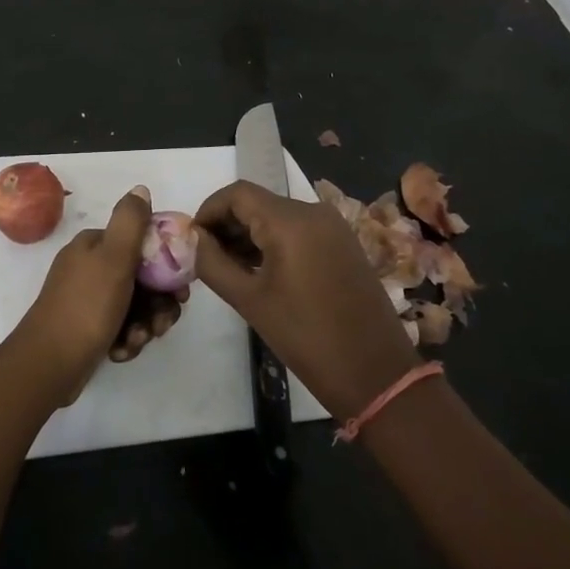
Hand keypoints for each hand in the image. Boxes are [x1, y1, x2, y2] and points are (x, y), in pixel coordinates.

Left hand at [13, 186, 190, 403]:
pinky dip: (126, 339)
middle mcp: (89, 266)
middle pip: (141, 278)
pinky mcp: (86, 327)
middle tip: (162, 324)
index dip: (166, 265)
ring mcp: (86, 298)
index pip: (141, 244)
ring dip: (143, 324)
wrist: (48, 365)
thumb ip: (130, 222)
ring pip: (133, 305)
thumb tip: (140, 189)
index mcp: (94, 245)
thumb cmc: (86, 307)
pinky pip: (119, 326)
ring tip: (138, 340)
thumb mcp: (113, 258)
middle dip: (157, 303)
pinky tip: (120, 351)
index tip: (180, 291)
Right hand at [195, 180, 418, 420]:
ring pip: (278, 216)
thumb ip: (213, 263)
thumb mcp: (249, 301)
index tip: (193, 240)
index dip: (209, 210)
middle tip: (207, 258)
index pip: (237, 194)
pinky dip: (275, 242)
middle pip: (258, 202)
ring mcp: (333, 227)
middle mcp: (314, 212)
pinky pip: (299, 230)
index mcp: (290, 221)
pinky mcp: (344, 243)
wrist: (376, 374)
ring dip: (250, 234)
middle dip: (228, 224)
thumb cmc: (306, 337)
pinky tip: (261, 271)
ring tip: (230, 268)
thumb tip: (194, 239)